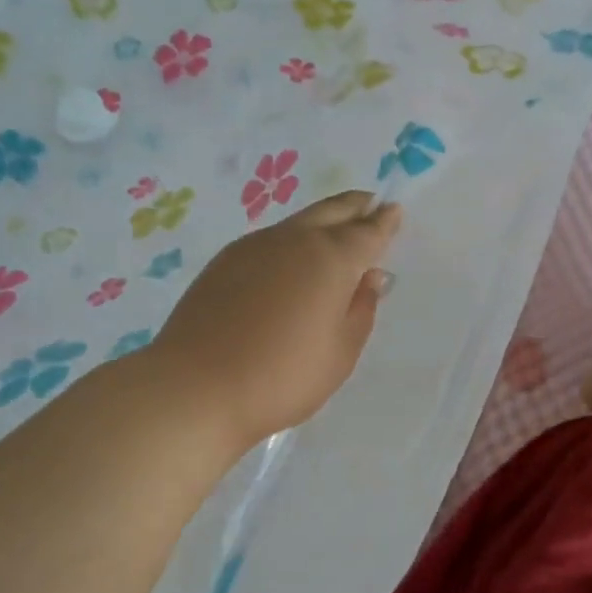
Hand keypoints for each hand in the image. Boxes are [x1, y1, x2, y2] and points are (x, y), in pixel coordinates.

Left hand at [150, 191, 400, 452]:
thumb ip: (361, 309)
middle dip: (355, 207)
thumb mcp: (340, 353)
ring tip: (334, 232)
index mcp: (331, 259)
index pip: (368, 231)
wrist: (197, 387)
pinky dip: (291, 240)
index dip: (385, 221)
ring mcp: (254, 246)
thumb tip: (370, 276)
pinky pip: (270, 240)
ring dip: (321, 221)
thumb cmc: (283, 377)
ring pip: (298, 223)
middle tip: (370, 204)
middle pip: (332, 211)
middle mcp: (294, 240)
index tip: (394, 211)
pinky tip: (290, 261)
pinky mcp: (224, 261)